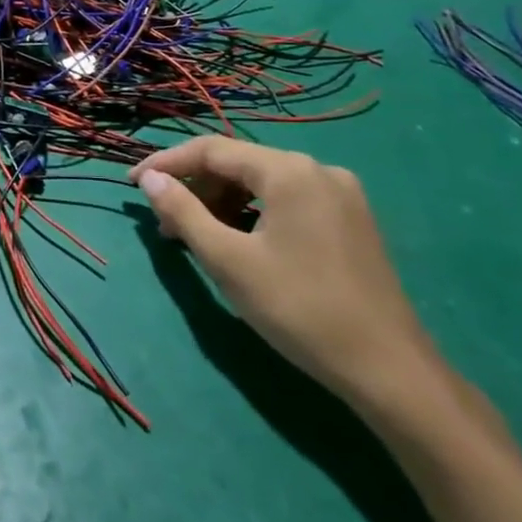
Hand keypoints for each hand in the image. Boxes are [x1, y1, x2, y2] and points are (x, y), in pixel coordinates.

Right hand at [130, 136, 443, 411]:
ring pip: (263, 184)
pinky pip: (287, 201)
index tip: (131, 185)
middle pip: (238, 165)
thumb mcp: (227, 260)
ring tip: (195, 238)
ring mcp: (340, 194)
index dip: (166, 164)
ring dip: (222, 203)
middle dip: (195, 189)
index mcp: (288, 170)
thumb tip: (149, 179)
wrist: (390, 371)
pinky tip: (238, 243)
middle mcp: (317, 169)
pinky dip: (253, 214)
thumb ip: (183, 212)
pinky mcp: (351, 220)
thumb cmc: (299, 309)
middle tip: (164, 224)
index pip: (211, 150)